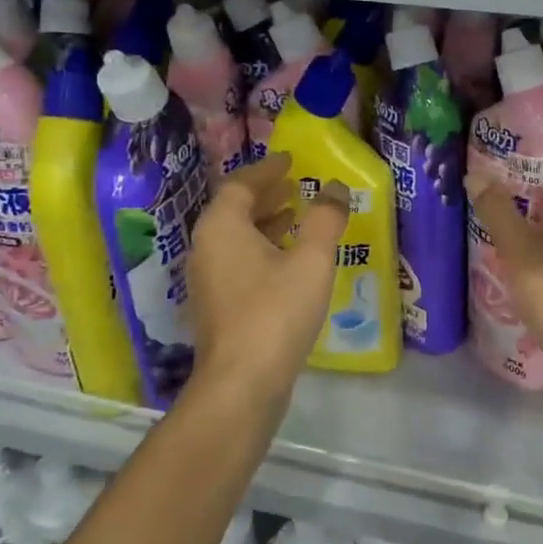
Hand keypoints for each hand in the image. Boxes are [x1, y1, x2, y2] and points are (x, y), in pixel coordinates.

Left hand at [187, 153, 349, 398]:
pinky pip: (239, 261)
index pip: (240, 185)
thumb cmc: (276, 311)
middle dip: (266, 195)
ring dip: (265, 222)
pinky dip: (262, 248)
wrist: (243, 383)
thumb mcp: (311, 259)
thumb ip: (325, 219)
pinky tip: (288, 261)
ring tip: (296, 215)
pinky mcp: (218, 306)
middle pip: (234, 210)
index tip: (291, 160)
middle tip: (295, 184)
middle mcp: (206, 248)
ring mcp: (208, 280)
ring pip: (236, 238)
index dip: (267, 170)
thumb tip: (335, 188)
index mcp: (222, 228)